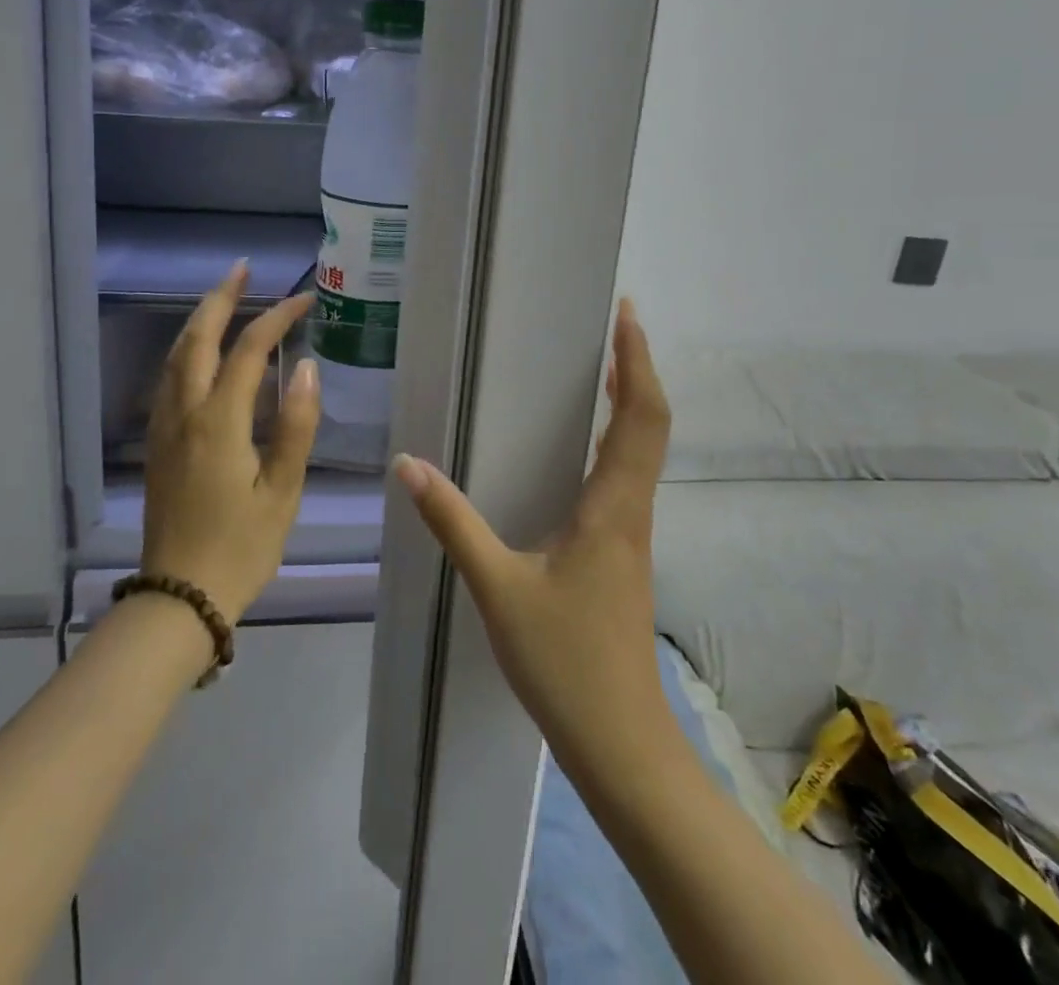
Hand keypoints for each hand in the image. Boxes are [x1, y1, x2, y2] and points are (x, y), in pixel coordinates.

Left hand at [141, 263, 318, 624]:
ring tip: (223, 298)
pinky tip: (200, 353)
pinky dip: (186, 350)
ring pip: (175, 357)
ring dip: (199, 321)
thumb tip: (308, 367)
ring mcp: (165, 428)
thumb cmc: (241, 547)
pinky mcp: (157, 444)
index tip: (305, 300)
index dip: (277, 318)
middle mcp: (185, 413)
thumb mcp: (282, 491)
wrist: (179, 597)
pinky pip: (168, 379)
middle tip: (243, 270)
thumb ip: (297, 425)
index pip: (249, 351)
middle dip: (220, 299)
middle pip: (197, 339)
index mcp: (219, 422)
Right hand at [392, 299, 674, 778]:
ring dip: (630, 404)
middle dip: (637, 370)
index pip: (640, 417)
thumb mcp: (497, 588)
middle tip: (611, 327)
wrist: (620, 742)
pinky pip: (627, 478)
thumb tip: (408, 465)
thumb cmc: (565, 662)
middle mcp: (632, 511)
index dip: (638, 362)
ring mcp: (633, 535)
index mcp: (613, 508)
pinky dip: (616, 440)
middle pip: (649, 425)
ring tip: (601, 369)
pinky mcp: (624, 554)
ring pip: (643, 452)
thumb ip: (453, 523)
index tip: (627, 316)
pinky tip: (585, 448)